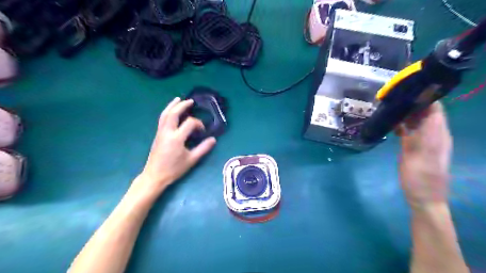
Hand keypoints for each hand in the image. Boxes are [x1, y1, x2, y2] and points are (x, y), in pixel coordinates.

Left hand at [134, 98, 213, 195]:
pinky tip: (171, 111)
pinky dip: (167, 112)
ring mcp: (160, 132)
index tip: (203, 131)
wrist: (155, 176)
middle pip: (173, 113)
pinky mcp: (158, 135)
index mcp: (176, 138)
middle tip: (190, 101)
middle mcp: (167, 132)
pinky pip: (162, 119)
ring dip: (172, 106)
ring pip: (165, 114)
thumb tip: (213, 139)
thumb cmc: (174, 169)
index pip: (189, 123)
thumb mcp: (191, 160)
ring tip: (179, 99)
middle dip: (182, 105)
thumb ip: (203, 149)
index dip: (198, 124)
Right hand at [397, 102, 453, 211]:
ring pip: (417, 121)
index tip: (406, 89)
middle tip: (392, 98)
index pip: (435, 108)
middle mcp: (435, 134)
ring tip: (389, 108)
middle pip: (425, 112)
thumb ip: (418, 134)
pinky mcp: (417, 147)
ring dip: (405, 114)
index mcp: (438, 134)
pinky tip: (392, 125)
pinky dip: (403, 125)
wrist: (423, 198)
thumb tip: (417, 112)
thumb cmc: (420, 179)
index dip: (424, 96)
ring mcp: (426, 141)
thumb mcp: (418, 156)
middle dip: (411, 103)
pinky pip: (412, 131)